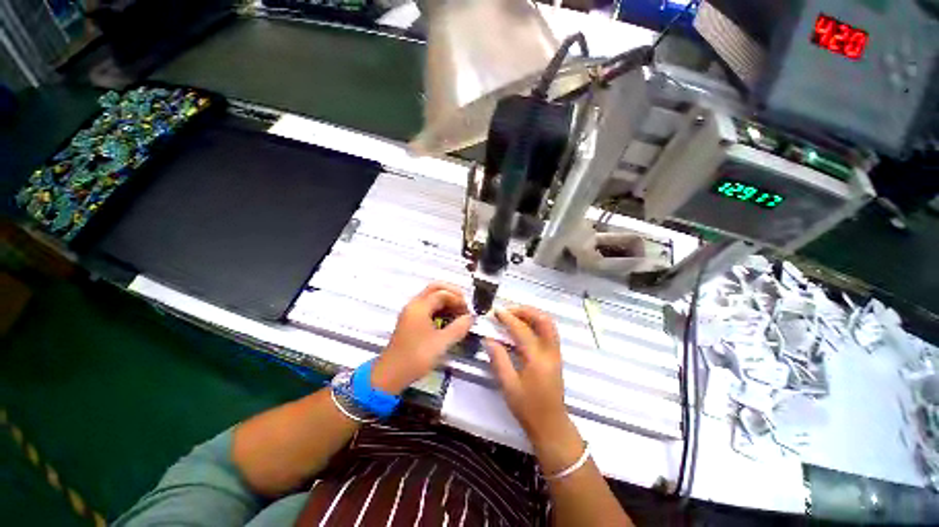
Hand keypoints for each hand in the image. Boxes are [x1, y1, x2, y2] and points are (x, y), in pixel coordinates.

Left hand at [371, 282, 472, 394]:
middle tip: (464, 304)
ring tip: (459, 312)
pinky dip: (440, 309)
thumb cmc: (416, 357)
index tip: (469, 311)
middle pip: (435, 288)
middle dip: (452, 293)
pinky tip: (449, 319)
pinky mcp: (411, 321)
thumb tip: (471, 318)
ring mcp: (411, 312)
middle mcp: (414, 305)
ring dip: (446, 301)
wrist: (391, 374)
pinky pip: (428, 307)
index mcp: (419, 306)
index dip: (458, 299)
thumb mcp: (442, 343)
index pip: (442, 293)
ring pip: (431, 297)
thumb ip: (459, 328)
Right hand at [485, 306, 573, 445]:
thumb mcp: (508, 386)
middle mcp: (550, 352)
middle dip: (525, 311)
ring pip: (548, 324)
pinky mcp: (556, 356)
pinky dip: (536, 323)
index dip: (508, 318)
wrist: (551, 425)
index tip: (495, 311)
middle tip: (508, 311)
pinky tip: (523, 327)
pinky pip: (548, 331)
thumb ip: (499, 360)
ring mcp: (555, 353)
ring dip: (532, 315)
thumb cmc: (528, 408)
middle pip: (543, 320)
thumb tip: (488, 338)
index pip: (522, 330)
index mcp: (537, 359)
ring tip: (514, 315)